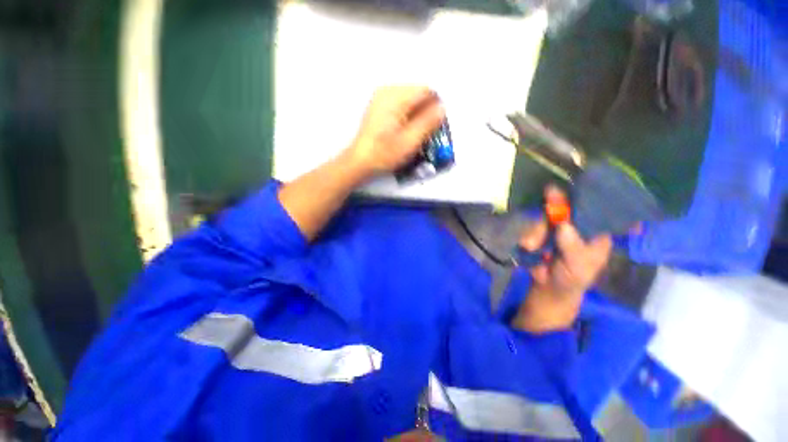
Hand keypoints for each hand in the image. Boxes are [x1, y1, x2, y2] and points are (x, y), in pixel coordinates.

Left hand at [344, 86, 444, 179]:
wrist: (360, 161)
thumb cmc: (384, 153)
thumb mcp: (410, 141)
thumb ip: (428, 122)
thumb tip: (442, 108)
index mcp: (396, 96)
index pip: (426, 90)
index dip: (435, 107)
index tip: (436, 126)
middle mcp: (388, 90)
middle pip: (418, 94)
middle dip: (425, 111)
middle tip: (425, 133)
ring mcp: (381, 97)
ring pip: (410, 100)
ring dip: (417, 114)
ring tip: (414, 134)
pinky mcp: (379, 106)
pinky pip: (401, 105)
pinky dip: (407, 116)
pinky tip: (404, 131)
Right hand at [512, 186, 612, 332]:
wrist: (548, 286)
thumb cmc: (572, 277)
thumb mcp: (578, 267)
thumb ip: (573, 248)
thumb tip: (563, 226)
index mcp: (594, 230)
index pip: (593, 207)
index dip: (585, 195)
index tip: (575, 186)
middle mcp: (574, 223)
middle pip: (565, 205)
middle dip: (555, 203)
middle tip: (549, 193)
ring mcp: (553, 225)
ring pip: (544, 216)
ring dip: (537, 230)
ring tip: (532, 247)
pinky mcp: (536, 231)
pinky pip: (530, 226)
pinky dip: (528, 236)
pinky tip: (529, 248)